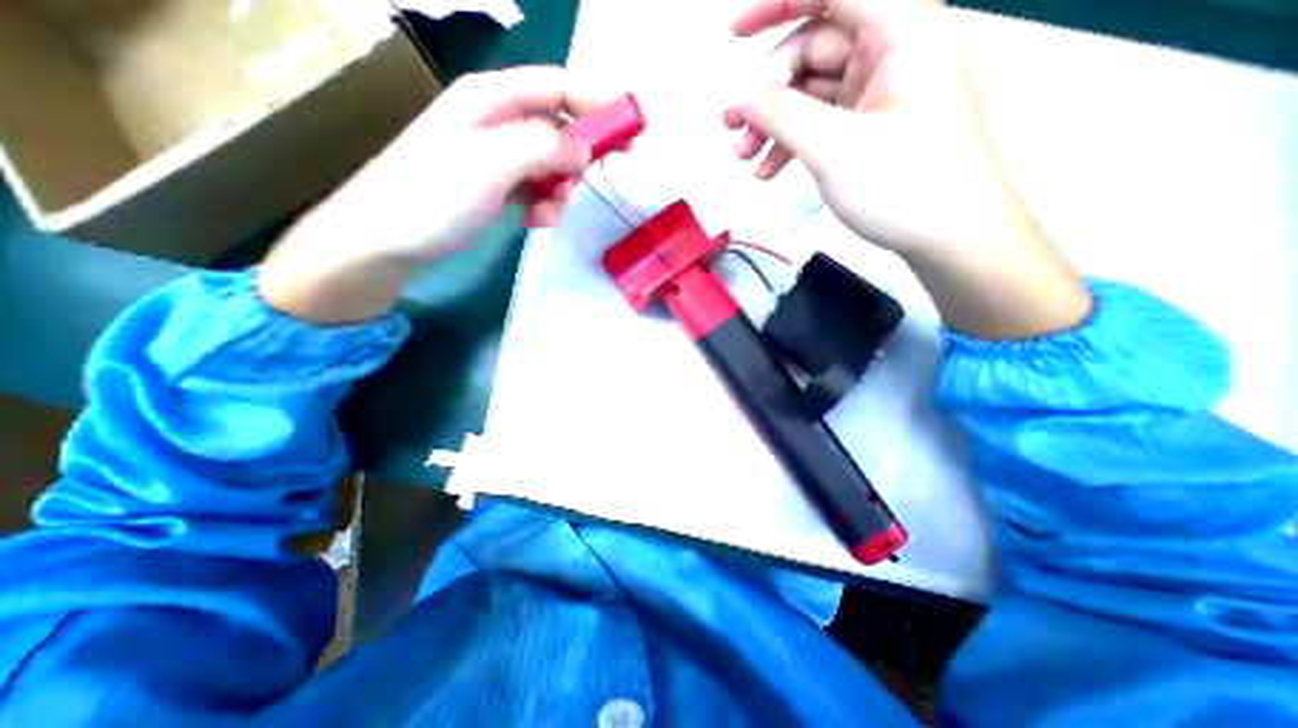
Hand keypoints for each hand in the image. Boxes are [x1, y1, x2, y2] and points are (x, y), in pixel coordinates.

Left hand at [258, 67, 613, 324]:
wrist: (382, 241)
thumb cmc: (432, 197)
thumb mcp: (490, 165)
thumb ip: (542, 147)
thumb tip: (583, 147)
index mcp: (491, 99)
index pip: (558, 87)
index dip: (598, 106)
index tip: (631, 134)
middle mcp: (494, 121)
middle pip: (557, 128)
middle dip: (575, 160)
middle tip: (575, 189)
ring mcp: (492, 156)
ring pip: (548, 164)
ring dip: (558, 189)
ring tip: (547, 213)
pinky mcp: (491, 185)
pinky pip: (532, 187)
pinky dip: (541, 204)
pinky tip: (534, 220)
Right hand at [729, 0, 1012, 254]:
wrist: (950, 236)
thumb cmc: (904, 187)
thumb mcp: (834, 149)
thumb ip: (782, 115)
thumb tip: (740, 96)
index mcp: (899, 30)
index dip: (777, 4)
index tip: (734, 34)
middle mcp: (891, 51)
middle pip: (814, 49)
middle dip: (767, 90)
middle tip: (732, 128)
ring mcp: (880, 93)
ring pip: (813, 92)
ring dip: (774, 123)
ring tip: (745, 157)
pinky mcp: (872, 127)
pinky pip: (823, 121)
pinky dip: (793, 142)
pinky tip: (770, 170)